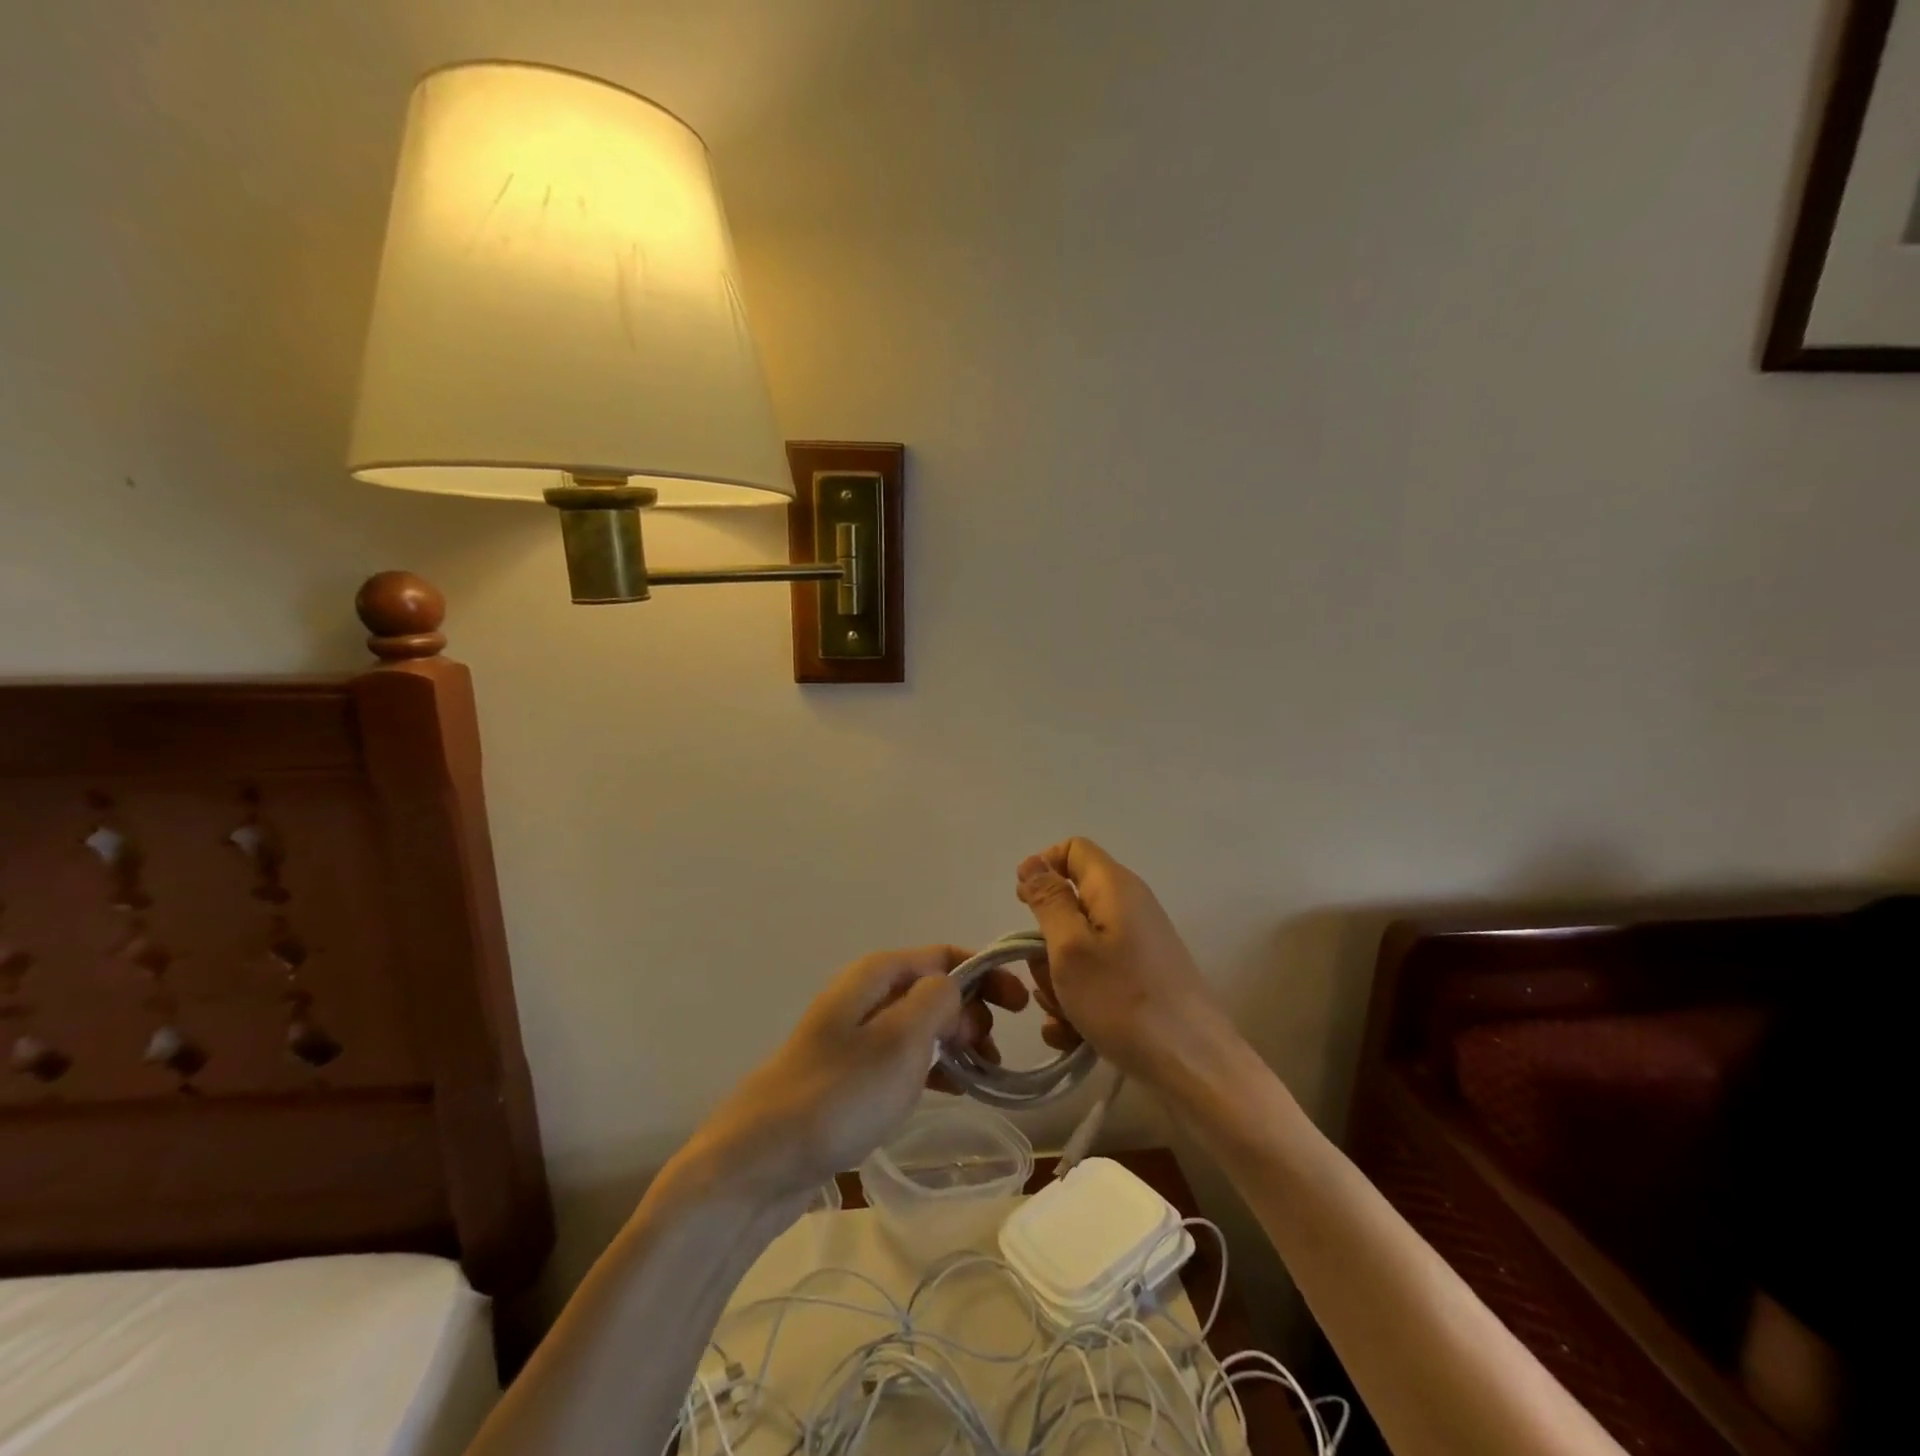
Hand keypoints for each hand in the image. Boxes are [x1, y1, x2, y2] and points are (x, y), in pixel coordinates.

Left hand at [688, 946, 998, 1199]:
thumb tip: (956, 988)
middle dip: (974, 1010)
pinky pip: (906, 1055)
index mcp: (878, 974)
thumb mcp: (900, 1040)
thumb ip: (938, 1001)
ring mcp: (857, 1033)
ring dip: (959, 1041)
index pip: (945, 955)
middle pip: (935, 987)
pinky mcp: (852, 1071)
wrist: (760, 1159)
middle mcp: (867, 994)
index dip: (987, 973)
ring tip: (986, 1074)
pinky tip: (956, 1090)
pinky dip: (935, 1065)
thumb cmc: (838, 1093)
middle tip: (996, 1051)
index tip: (1022, 1006)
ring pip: (923, 1023)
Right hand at [1015, 838, 1237, 1087]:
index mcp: (1115, 887)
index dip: (1042, 869)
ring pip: (1076, 948)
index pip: (1072, 850)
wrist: (1193, 1066)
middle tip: (1049, 976)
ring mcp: (1136, 946)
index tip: (1023, 907)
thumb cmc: (1124, 1001)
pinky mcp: (1140, 979)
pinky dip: (1078, 1000)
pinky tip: (1073, 1035)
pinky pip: (1095, 977)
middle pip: (1069, 905)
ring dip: (1058, 980)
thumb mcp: (1071, 948)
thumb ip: (1048, 901)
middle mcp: (1128, 908)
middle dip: (1046, 942)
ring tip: (1064, 1016)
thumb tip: (1032, 862)